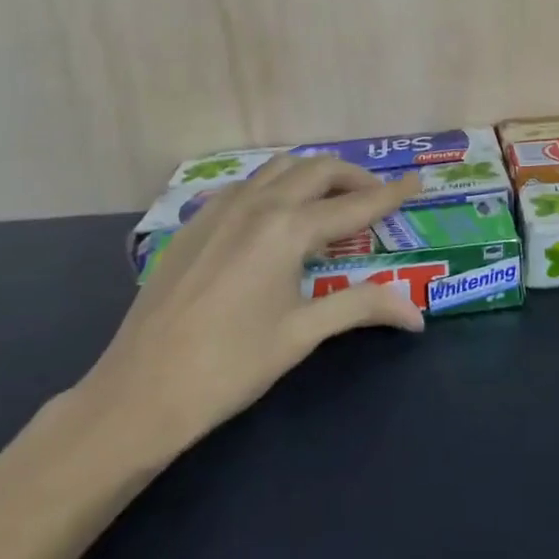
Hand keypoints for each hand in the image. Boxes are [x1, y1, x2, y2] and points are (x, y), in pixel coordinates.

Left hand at [74, 155, 424, 466]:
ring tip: (331, 198)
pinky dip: (277, 184)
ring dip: (314, 174)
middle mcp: (258, 204)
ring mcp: (222, 208)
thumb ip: (362, 307)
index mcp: (288, 229)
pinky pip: (248, 184)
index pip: (355, 204)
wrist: (140, 390)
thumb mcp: (303, 334)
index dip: (391, 194)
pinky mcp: (197, 221)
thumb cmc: (230, 365)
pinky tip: (276, 214)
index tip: (418, 181)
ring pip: (280, 168)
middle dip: (354, 177)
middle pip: (318, 170)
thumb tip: (417, 312)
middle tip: (376, 197)